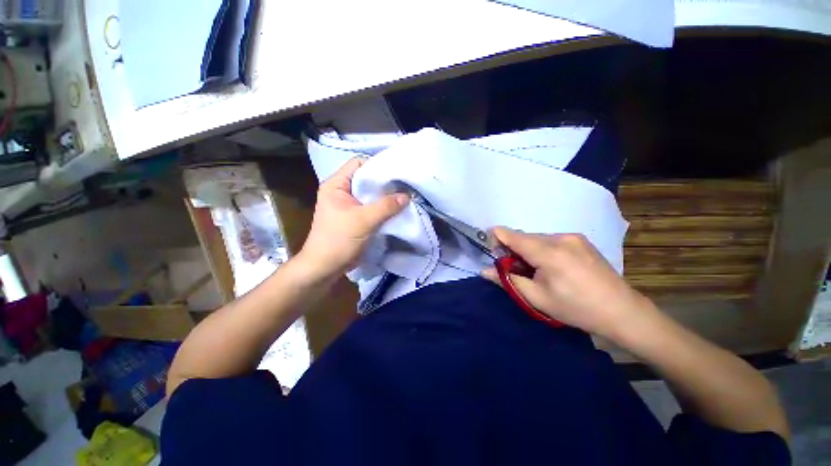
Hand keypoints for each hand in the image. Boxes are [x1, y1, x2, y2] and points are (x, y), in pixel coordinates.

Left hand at [297, 157, 408, 277]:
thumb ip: (386, 206)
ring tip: (403, 195)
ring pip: (370, 194)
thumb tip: (407, 196)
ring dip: (385, 196)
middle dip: (385, 182)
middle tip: (404, 184)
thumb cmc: (338, 240)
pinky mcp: (355, 217)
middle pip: (366, 178)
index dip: (377, 164)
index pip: (358, 163)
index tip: (397, 171)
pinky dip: (383, 207)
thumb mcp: (363, 220)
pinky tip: (396, 209)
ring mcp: (348, 205)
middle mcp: (341, 191)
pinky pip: (371, 206)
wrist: (325, 267)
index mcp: (336, 185)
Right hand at [481, 227, 651, 338]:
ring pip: (538, 238)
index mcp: (548, 252)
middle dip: (514, 249)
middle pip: (524, 237)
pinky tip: (553, 267)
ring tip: (537, 271)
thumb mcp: (537, 298)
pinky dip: (543, 249)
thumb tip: (484, 270)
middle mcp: (560, 238)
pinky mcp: (581, 240)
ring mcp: (573, 237)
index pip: (512, 235)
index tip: (491, 249)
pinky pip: (552, 240)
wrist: (622, 311)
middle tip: (516, 270)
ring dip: (529, 250)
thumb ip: (508, 280)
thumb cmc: (575, 308)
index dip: (496, 238)